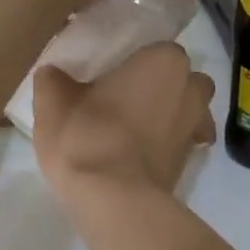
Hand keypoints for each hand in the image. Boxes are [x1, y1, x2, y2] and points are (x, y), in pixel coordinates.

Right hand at [33, 43, 217, 202]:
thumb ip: (54, 79)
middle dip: (162, 86)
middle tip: (125, 99)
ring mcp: (196, 126)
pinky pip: (181, 142)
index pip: (156, 48)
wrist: (114, 201)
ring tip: (132, 128)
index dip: (134, 62)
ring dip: (168, 115)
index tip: (110, 76)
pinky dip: (165, 145)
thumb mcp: (53, 101)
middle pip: (181, 79)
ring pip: (187, 111)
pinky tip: (137, 155)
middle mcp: (191, 88)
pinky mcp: (192, 161)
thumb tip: (53, 74)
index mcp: (164, 60)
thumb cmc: (87, 136)